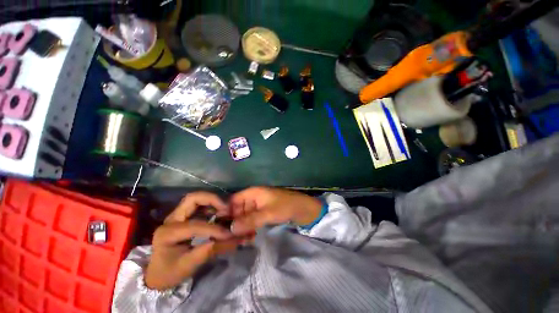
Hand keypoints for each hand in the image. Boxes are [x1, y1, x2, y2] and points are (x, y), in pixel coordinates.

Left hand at [145, 193, 240, 290]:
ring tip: (224, 210)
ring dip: (212, 201)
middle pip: (192, 199)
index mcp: (167, 233)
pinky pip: (199, 205)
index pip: (195, 225)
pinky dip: (211, 205)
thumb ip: (208, 251)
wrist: (157, 274)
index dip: (213, 229)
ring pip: (196, 198)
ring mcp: (176, 216)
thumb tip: (230, 240)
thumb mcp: (188, 266)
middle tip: (226, 208)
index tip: (228, 234)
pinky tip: (219, 213)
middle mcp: (171, 219)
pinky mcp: (183, 216)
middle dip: (212, 200)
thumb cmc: (169, 273)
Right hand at [229, 187, 322, 235]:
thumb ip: (249, 220)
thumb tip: (231, 228)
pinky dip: (250, 227)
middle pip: (238, 208)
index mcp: (253, 193)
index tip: (220, 227)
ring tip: (239, 240)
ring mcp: (259, 205)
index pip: (233, 200)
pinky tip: (249, 236)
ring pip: (245, 215)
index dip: (226, 211)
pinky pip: (253, 219)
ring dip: (242, 226)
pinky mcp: (264, 212)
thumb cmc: (285, 206)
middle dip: (234, 222)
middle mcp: (254, 198)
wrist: (304, 209)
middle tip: (230, 238)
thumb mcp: (267, 213)